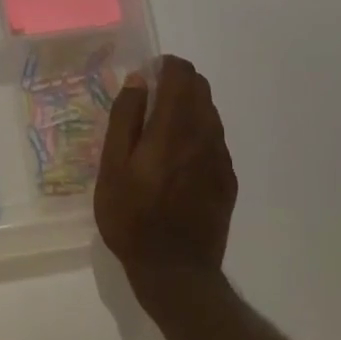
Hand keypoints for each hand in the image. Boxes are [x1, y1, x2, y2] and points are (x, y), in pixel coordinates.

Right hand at [95, 55, 236, 285]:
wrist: (176, 273)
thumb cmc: (132, 217)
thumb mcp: (113, 166)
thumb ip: (125, 117)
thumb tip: (138, 80)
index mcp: (173, 127)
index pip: (181, 74)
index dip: (164, 67)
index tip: (144, 80)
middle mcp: (204, 135)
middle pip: (200, 88)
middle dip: (177, 83)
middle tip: (149, 104)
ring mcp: (220, 158)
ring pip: (209, 112)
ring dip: (188, 108)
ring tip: (160, 134)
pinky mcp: (228, 179)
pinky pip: (214, 139)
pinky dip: (197, 134)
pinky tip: (176, 160)